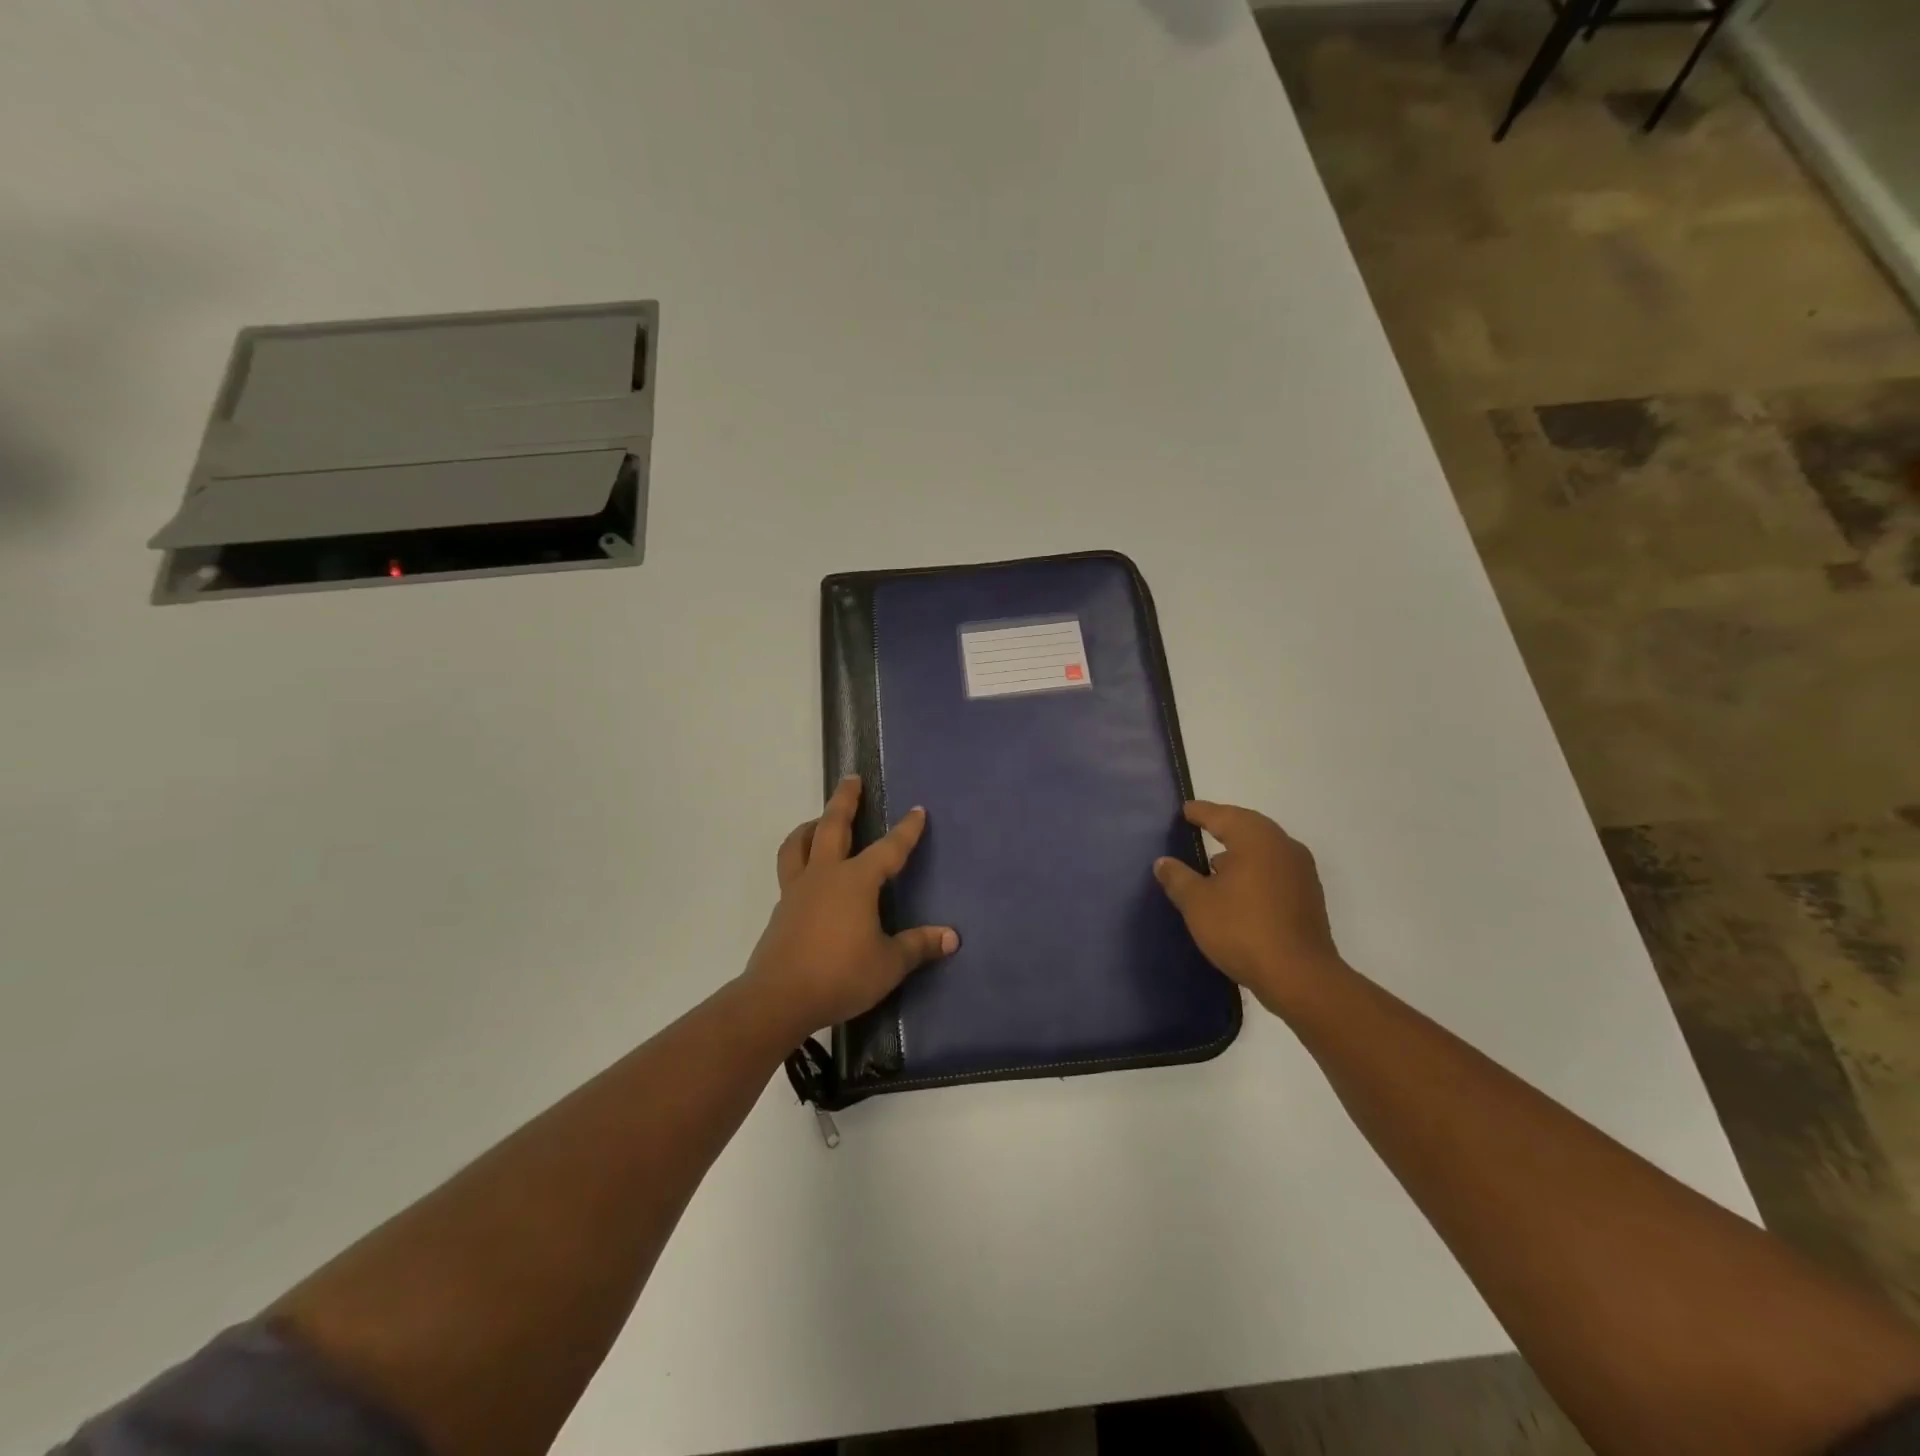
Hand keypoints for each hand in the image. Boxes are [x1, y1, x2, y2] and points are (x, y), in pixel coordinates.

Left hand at [742, 774, 958, 1041]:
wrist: (778, 998)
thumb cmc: (840, 975)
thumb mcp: (888, 964)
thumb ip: (918, 946)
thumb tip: (951, 937)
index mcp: (855, 881)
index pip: (888, 849)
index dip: (906, 830)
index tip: (917, 811)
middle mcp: (824, 875)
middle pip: (832, 826)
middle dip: (845, 800)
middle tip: (852, 779)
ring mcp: (797, 891)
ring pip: (798, 844)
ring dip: (810, 826)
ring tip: (818, 820)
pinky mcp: (781, 910)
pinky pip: (790, 872)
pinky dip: (799, 859)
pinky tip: (809, 875)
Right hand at [1153, 800, 1342, 1015]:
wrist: (1299, 976)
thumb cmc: (1242, 929)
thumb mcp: (1197, 903)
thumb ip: (1178, 878)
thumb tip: (1164, 862)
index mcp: (1256, 839)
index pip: (1222, 816)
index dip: (1200, 812)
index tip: (1185, 810)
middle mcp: (1283, 846)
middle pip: (1248, 827)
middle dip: (1224, 826)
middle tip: (1200, 825)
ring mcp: (1301, 872)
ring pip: (1264, 850)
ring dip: (1240, 851)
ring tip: (1215, 862)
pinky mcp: (1308, 897)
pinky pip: (1275, 870)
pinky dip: (1255, 871)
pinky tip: (1238, 889)